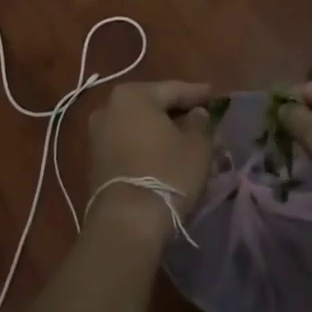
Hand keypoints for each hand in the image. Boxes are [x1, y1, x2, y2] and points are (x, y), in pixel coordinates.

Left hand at [86, 81, 216, 241]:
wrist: (125, 222)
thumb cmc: (166, 174)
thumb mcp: (197, 146)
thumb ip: (200, 123)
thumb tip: (197, 114)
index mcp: (133, 95)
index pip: (173, 89)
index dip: (198, 94)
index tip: (215, 96)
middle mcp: (109, 107)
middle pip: (154, 106)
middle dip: (180, 115)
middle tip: (204, 122)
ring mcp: (98, 134)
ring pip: (141, 127)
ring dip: (164, 133)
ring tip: (189, 143)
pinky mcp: (95, 159)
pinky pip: (129, 143)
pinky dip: (148, 146)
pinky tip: (167, 157)